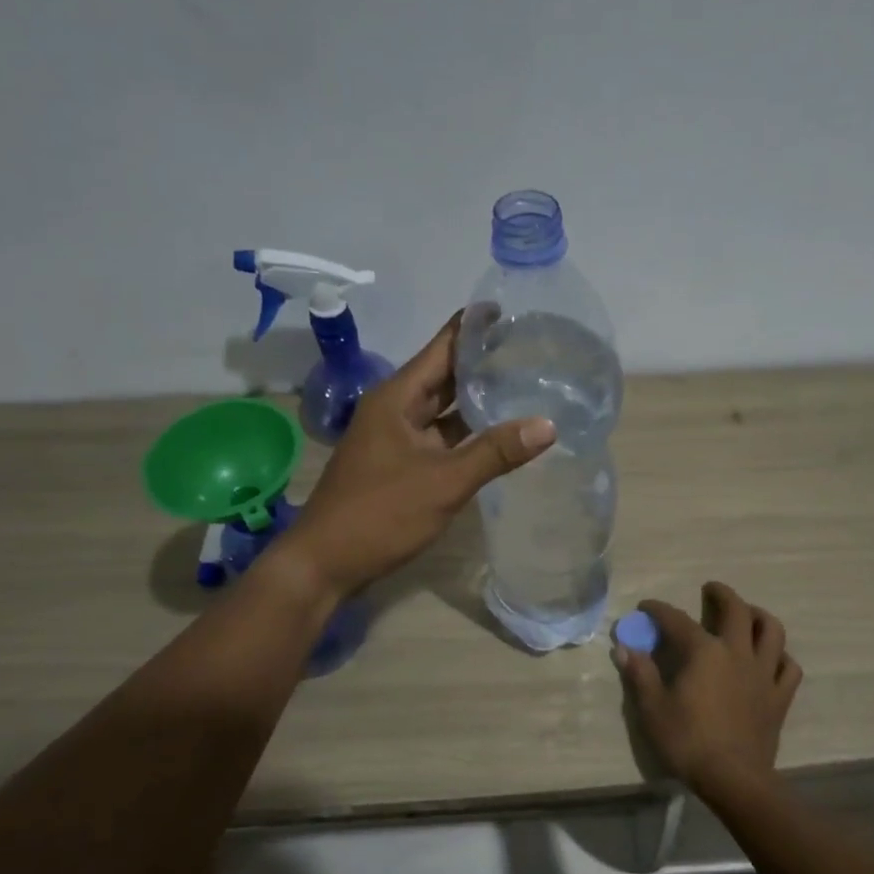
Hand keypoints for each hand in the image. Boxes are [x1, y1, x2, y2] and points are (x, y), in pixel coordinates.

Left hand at [281, 312, 556, 595]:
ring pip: (443, 410)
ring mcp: (396, 439)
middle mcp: (395, 410)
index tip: (515, 310)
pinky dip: (467, 435)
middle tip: (533, 350)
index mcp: (397, 398)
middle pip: (445, 375)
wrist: (325, 563)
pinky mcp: (400, 466)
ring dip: (478, 401)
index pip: (443, 346)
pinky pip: (440, 439)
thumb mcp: (443, 482)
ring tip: (526, 386)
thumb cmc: (380, 514)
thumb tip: (547, 424)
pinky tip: (499, 436)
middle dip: (484, 362)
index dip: (476, 327)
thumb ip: (495, 452)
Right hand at [614, 582, 803, 799]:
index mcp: (704, 652)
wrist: (733, 778)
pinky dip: (780, 657)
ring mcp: (763, 674)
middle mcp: (737, 653)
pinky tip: (771, 658)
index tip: (646, 607)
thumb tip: (625, 648)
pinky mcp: (779, 697)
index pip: (677, 620)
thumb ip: (640, 674)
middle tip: (711, 589)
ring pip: (771, 631)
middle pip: (736, 610)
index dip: (659, 610)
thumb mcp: (652, 708)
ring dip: (759, 616)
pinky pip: (788, 667)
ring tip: (749, 614)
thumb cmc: (687, 741)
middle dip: (722, 595)